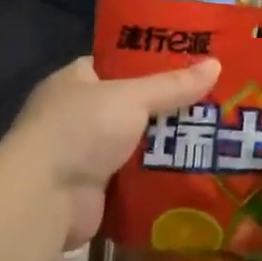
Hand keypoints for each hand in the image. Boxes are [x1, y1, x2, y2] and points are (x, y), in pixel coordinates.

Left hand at [8, 56, 219, 247]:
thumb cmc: (81, 130)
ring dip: (169, 142)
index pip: (118, 63)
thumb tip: (216, 65)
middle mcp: (78, 115)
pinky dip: (160, 173)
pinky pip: (138, 175)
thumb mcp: (132, 97)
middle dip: (170, 106)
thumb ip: (173, 85)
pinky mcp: (98, 188)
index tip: (192, 63)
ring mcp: (86, 154)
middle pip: (134, 104)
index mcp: (76, 81)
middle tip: (215, 100)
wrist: (45, 198)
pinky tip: (197, 167)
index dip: (152, 62)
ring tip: (216, 133)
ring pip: (139, 141)